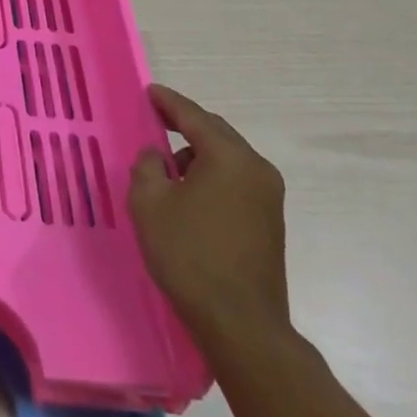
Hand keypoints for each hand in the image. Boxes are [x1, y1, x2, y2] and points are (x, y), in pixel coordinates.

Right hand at [129, 84, 289, 341]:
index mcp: (230, 158)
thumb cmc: (189, 255)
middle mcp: (257, 170)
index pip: (194, 116)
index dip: (168, 102)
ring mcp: (268, 198)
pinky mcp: (269, 222)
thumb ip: (147, 166)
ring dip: (197, 154)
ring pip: (227, 158)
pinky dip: (211, 176)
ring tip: (167, 169)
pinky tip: (189, 194)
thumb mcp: (149, 202)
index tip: (149, 92)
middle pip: (216, 133)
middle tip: (155, 121)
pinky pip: (235, 181)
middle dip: (185, 125)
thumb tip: (157, 156)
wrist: (240, 325)